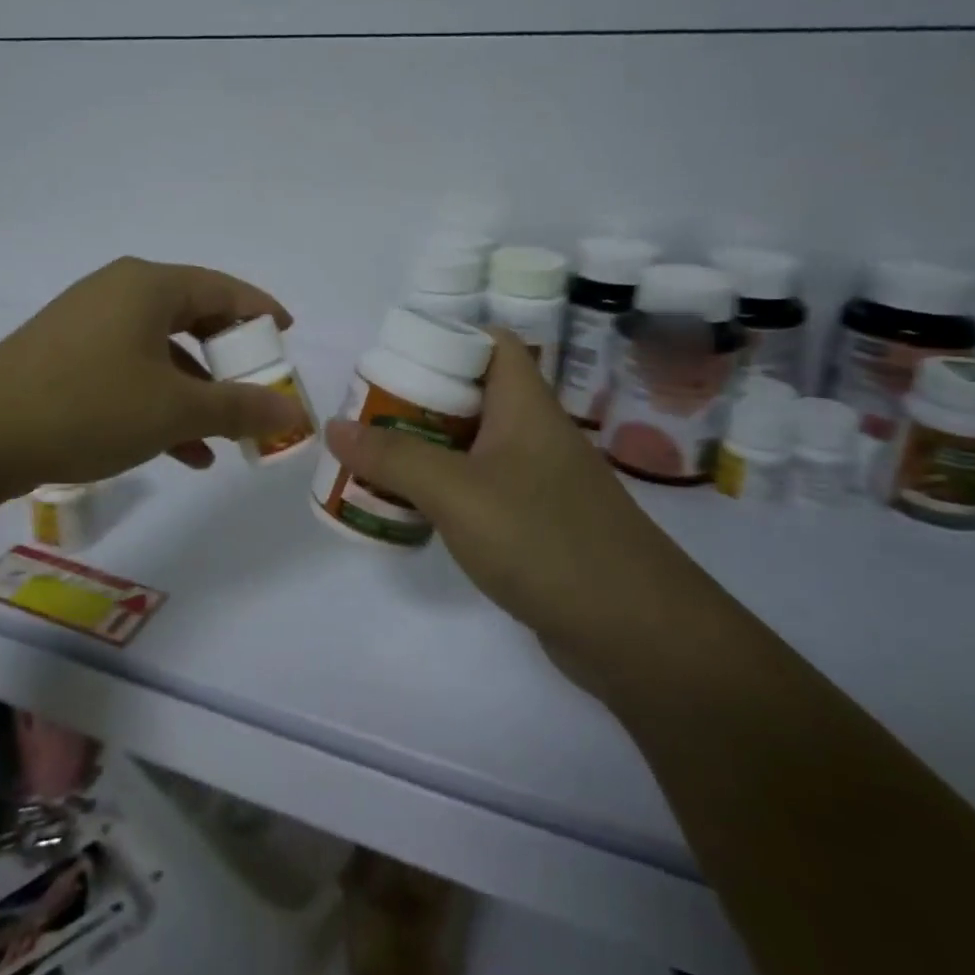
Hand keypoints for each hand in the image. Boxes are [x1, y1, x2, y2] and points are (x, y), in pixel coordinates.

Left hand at [0, 257, 308, 491]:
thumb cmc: (88, 407)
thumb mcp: (174, 411)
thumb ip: (239, 408)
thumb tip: (293, 411)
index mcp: (148, 286)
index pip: (223, 288)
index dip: (261, 311)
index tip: (288, 335)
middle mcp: (118, 293)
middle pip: (192, 317)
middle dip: (228, 359)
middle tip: (256, 386)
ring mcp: (86, 323)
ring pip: (160, 351)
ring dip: (195, 392)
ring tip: (222, 437)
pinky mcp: (64, 356)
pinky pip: (128, 370)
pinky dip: (158, 402)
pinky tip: (179, 450)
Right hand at [321, 327, 701, 687]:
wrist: (639, 635)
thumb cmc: (545, 539)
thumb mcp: (456, 491)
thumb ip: (393, 457)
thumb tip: (334, 425)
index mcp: (524, 406)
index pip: (491, 343)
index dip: (445, 339)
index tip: (393, 359)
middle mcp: (533, 435)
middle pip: (471, 396)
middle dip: (417, 401)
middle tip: (365, 415)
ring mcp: (538, 483)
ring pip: (472, 447)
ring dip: (425, 450)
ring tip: (373, 460)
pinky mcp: (536, 526)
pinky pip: (480, 491)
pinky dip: (444, 493)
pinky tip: (412, 511)